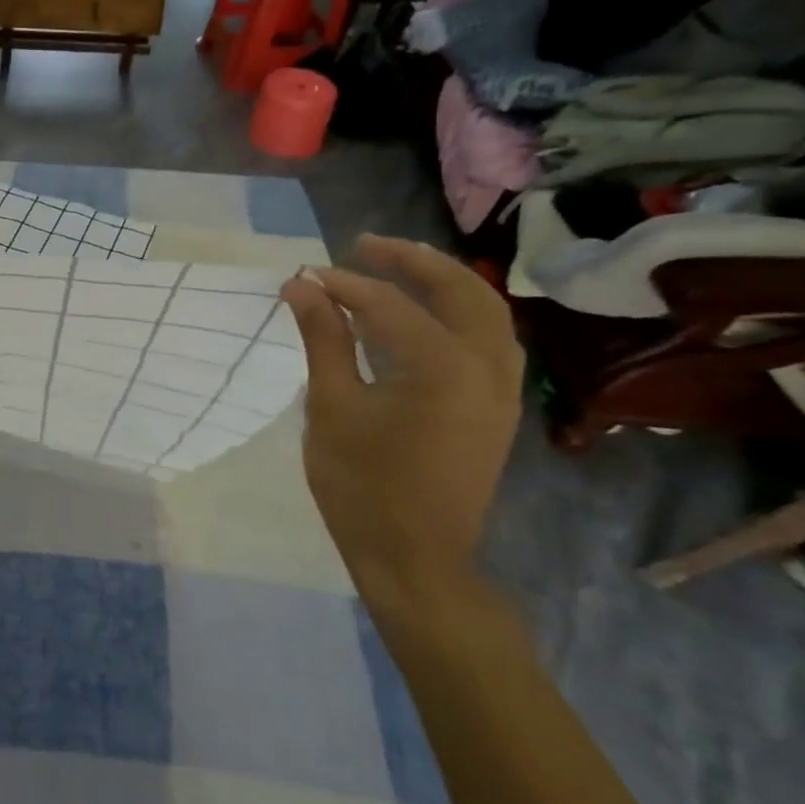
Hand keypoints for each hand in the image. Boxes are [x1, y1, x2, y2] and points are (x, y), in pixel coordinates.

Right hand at [280, 235, 522, 612]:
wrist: (414, 558)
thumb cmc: (361, 486)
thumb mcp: (332, 408)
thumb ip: (323, 340)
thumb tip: (301, 288)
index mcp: (442, 367)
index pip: (387, 305)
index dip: (341, 285)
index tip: (303, 277)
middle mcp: (486, 367)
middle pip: (458, 290)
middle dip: (410, 261)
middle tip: (362, 245)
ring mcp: (502, 388)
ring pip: (485, 311)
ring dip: (443, 282)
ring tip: (397, 267)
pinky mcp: (499, 408)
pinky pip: (489, 340)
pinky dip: (459, 314)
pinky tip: (427, 315)